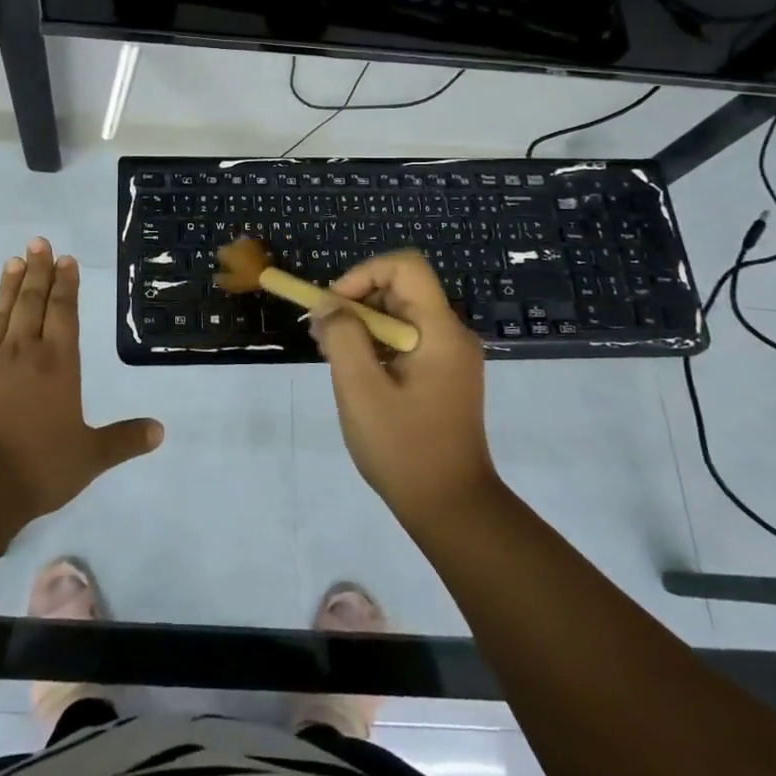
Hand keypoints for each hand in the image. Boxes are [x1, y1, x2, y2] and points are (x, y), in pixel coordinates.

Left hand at [0, 237, 163, 520]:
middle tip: (38, 243)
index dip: (66, 284)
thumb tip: (160, 431)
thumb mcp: (90, 457)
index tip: (65, 259)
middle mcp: (23, 353)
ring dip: (7, 288)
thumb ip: (124, 440)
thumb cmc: (39, 467)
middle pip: (31, 303)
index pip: (64, 313)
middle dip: (37, 272)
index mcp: (58, 364)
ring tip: (13, 261)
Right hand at [313, 250, 497, 525]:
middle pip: (400, 290)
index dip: (364, 274)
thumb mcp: (361, 390)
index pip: (405, 266)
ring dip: (362, 326)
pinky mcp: (443, 376)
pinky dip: (375, 346)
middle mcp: (451, 334)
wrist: (451, 508)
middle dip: (356, 303)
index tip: (334, 306)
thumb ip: (342, 338)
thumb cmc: (404, 448)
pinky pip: (405, 341)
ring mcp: (450, 356)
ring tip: (334, 358)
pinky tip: (355, 375)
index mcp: (440, 331)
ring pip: (399, 315)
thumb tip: (328, 305)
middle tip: (323, 336)